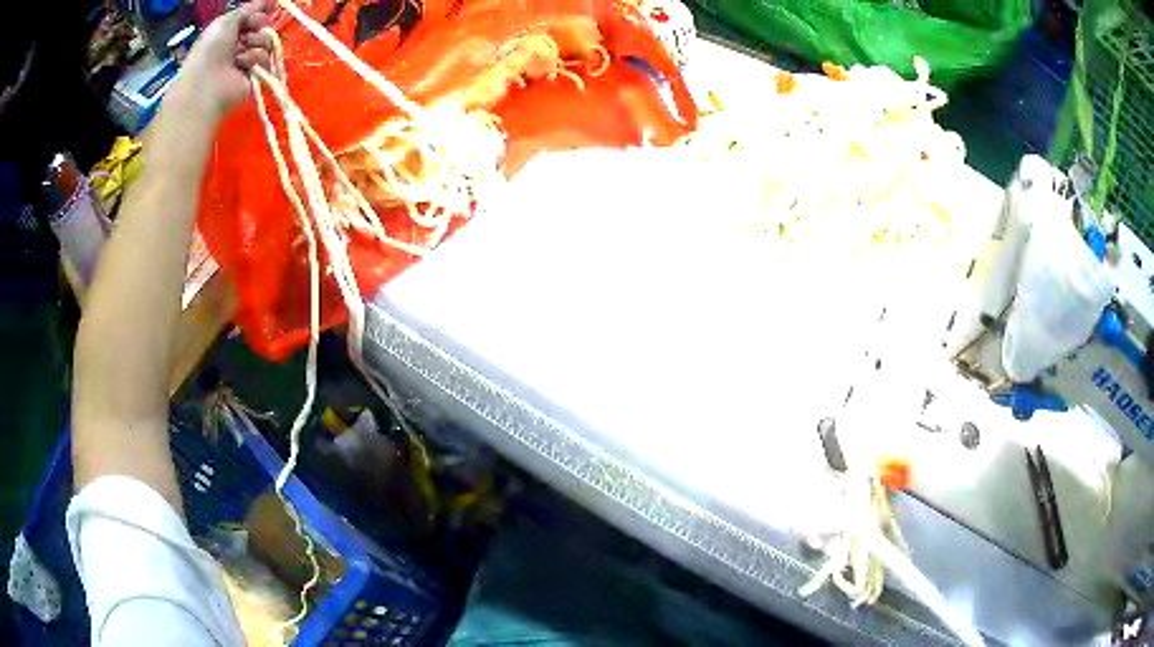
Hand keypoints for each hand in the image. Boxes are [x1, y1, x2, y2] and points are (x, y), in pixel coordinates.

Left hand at [169, 0, 275, 122]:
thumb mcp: (227, 20)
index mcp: (230, 32)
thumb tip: (270, 0)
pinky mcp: (255, 76)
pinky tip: (242, 65)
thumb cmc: (211, 49)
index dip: (260, 12)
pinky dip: (256, 60)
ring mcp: (247, 61)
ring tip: (240, 54)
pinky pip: (267, 60)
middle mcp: (239, 45)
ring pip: (267, 42)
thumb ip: (249, 8)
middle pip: (262, 28)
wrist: (207, 83)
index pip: (254, 16)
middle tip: (246, 35)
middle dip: (257, 27)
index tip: (267, 8)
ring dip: (256, 44)